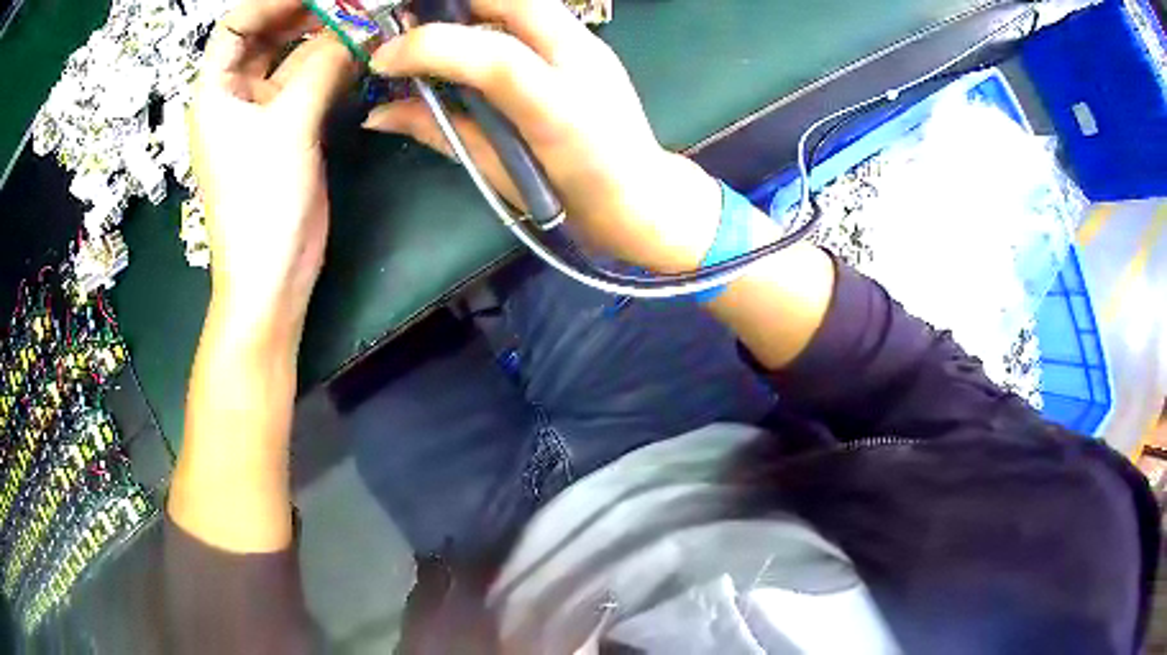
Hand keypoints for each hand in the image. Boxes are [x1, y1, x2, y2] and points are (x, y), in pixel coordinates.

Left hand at [189, 1, 355, 334]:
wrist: (271, 277)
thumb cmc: (261, 206)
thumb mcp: (288, 127)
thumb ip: (323, 67)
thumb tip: (361, 27)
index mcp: (215, 92)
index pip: (236, 25)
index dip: (272, 3)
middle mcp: (236, 95)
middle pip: (266, 35)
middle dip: (307, 13)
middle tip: (352, 6)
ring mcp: (263, 112)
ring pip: (292, 57)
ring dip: (326, 38)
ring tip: (366, 23)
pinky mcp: (289, 129)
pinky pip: (310, 82)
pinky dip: (334, 66)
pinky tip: (361, 55)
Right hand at [364, 0, 722, 272]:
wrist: (641, 195)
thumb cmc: (568, 200)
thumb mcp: (496, 173)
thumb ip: (439, 132)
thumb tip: (378, 115)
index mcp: (560, 109)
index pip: (493, 55)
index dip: (429, 46)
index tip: (383, 60)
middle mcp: (582, 62)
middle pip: (515, 0)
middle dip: (452, 4)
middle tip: (409, 25)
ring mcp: (592, 45)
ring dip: (474, 5)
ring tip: (436, 29)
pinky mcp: (592, 42)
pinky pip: (536, 11)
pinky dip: (496, 13)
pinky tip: (474, 35)